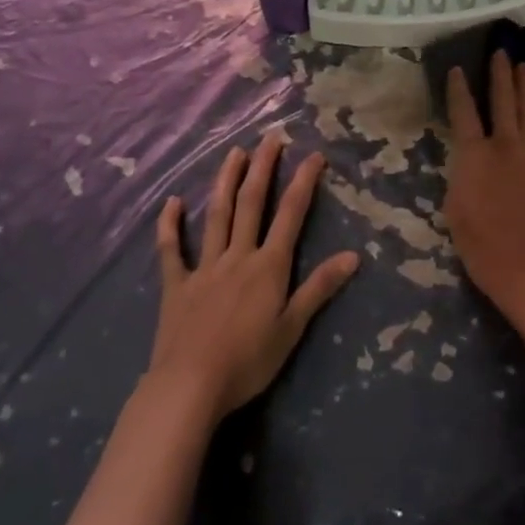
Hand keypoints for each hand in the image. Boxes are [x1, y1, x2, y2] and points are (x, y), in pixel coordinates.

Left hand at [150, 134, 360, 421]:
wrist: (190, 386)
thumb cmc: (248, 361)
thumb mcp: (292, 328)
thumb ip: (320, 288)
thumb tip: (353, 255)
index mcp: (268, 266)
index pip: (291, 215)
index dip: (303, 183)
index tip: (313, 155)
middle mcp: (238, 256)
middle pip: (252, 203)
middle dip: (263, 168)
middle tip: (271, 137)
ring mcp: (204, 267)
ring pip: (216, 215)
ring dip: (226, 181)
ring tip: (233, 152)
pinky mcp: (176, 285)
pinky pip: (171, 250)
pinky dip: (170, 225)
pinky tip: (172, 203)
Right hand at [441, 51, 524, 331]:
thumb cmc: (484, 250)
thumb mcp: (454, 213)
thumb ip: (460, 178)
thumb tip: (466, 160)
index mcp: (475, 156)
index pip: (463, 113)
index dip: (459, 89)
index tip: (458, 69)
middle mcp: (507, 146)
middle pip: (503, 101)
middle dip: (501, 74)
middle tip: (501, 52)